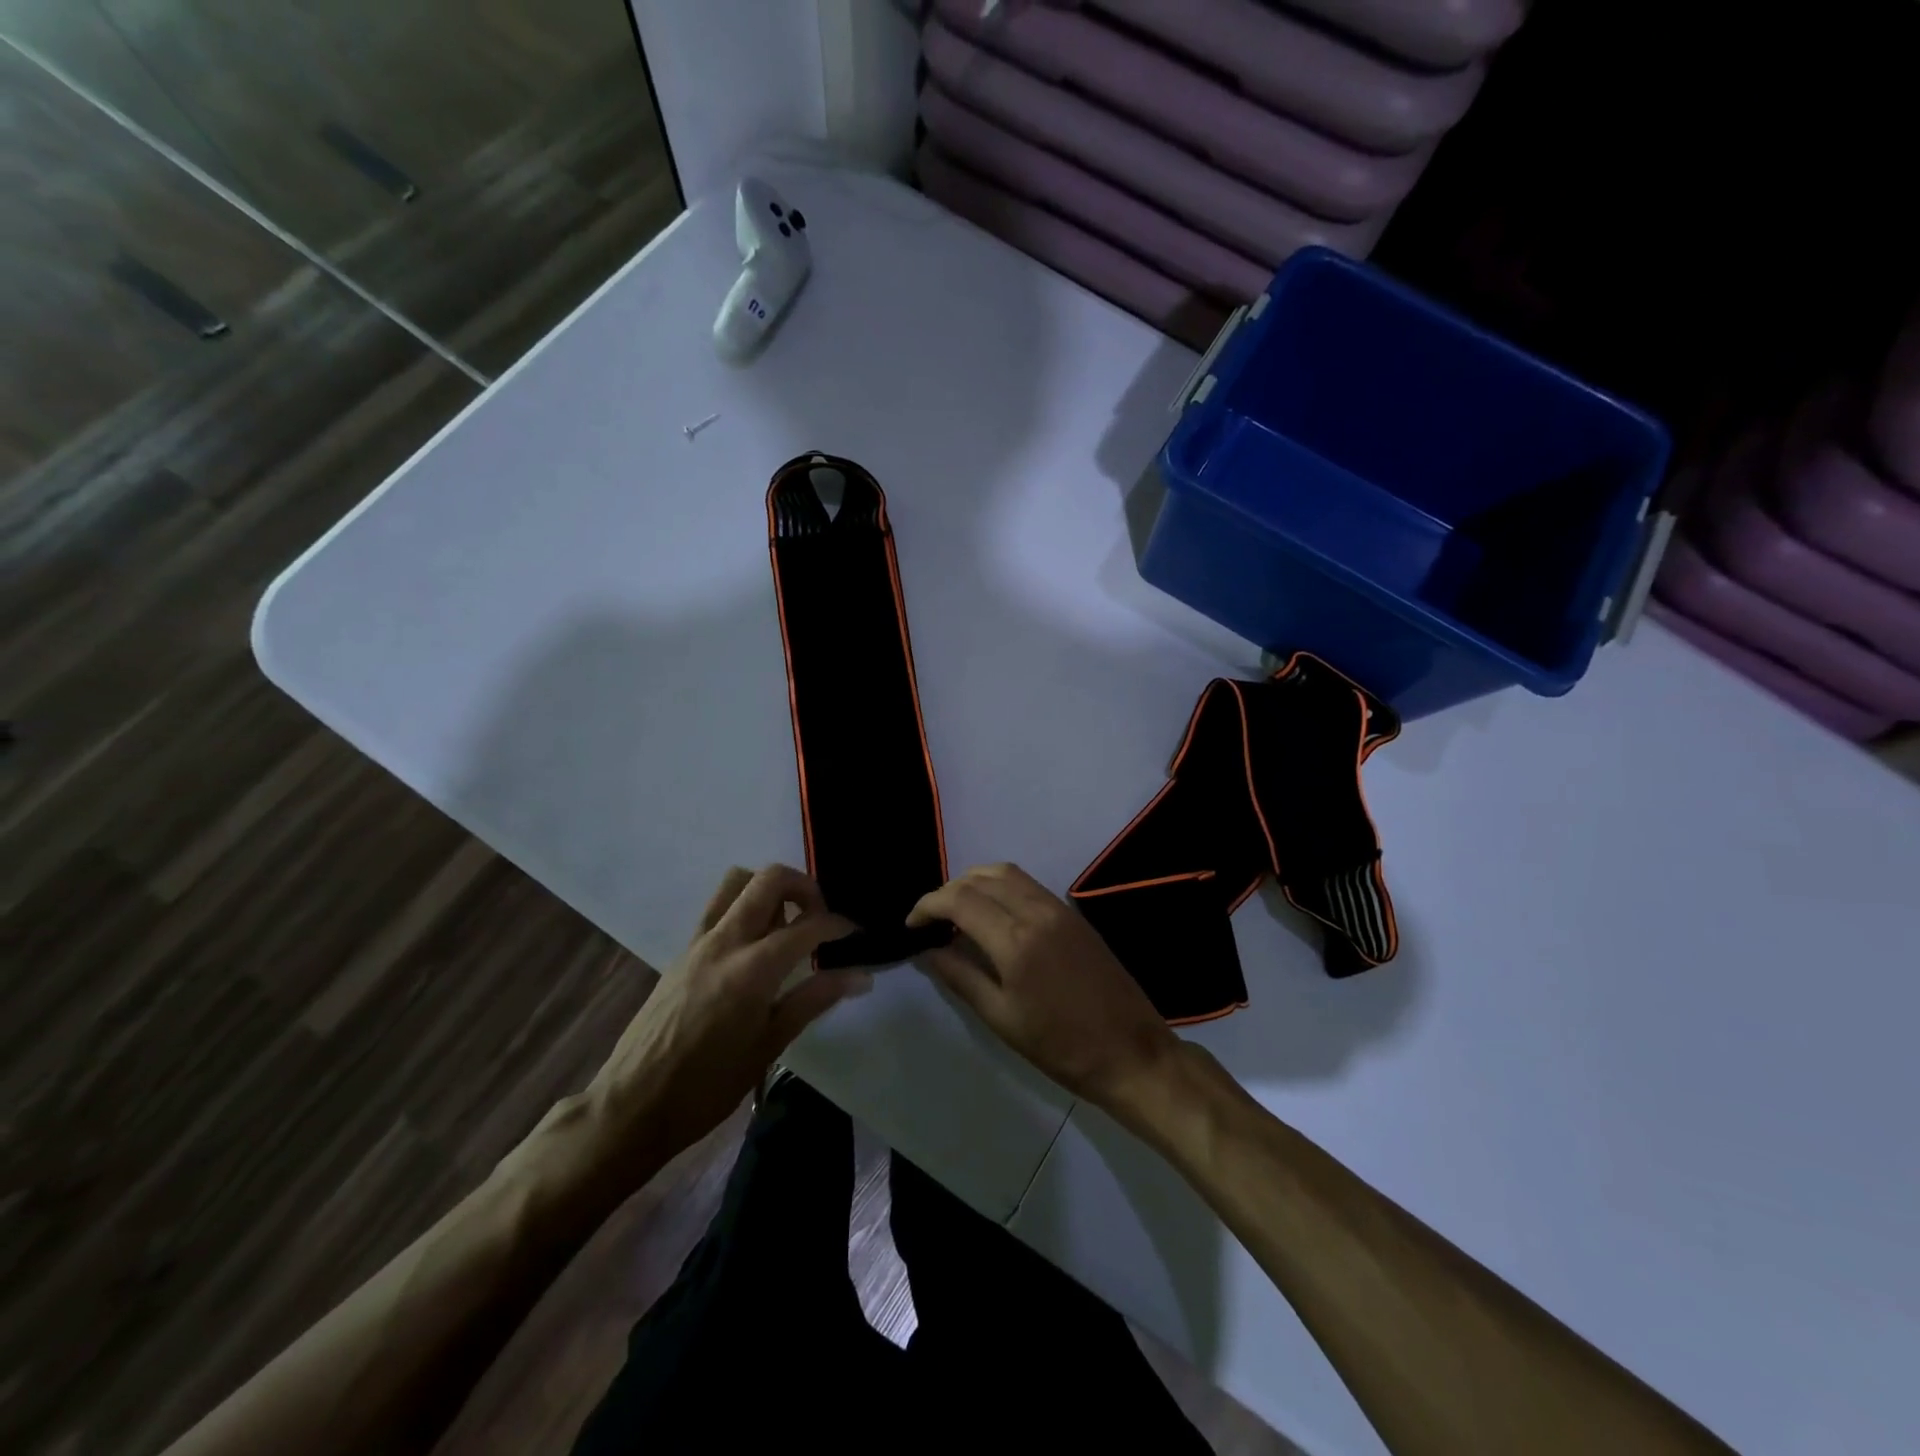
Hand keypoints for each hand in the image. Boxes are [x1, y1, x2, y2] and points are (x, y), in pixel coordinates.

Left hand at [582, 865, 866, 1168]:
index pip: (807, 925)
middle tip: (820, 917)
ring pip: (736, 882)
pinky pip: (718, 907)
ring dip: (768, 889)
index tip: (856, 934)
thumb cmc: (708, 1086)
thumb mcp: (769, 1046)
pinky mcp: (682, 951)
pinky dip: (744, 906)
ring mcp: (698, 942)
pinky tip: (756, 946)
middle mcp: (725, 941)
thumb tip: (862, 976)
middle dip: (804, 887)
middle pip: (769, 879)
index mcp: (752, 969)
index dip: (839, 924)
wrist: (633, 1105)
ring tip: (787, 924)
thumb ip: (815, 999)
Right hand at [908, 863, 1177, 1109]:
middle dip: (947, 891)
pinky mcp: (1073, 913)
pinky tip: (992, 913)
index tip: (911, 925)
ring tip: (957, 913)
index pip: (959, 900)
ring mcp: (1058, 908)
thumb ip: (961, 977)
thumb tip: (928, 951)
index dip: (927, 906)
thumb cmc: (1061, 1047)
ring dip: (974, 883)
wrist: (1130, 1052)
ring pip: (1005, 873)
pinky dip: (1000, 886)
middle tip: (931, 921)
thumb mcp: (1002, 1019)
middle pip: (980, 878)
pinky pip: (1028, 884)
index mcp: (1015, 940)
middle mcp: (1036, 911)